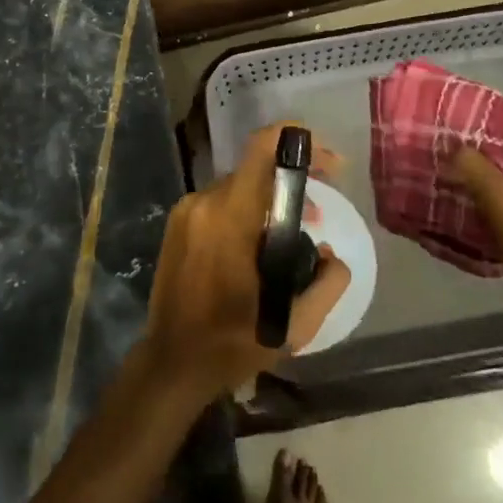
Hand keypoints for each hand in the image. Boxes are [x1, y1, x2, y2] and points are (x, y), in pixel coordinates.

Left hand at [142, 123, 352, 402]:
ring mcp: (186, 211)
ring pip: (238, 188)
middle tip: (318, 215)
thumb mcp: (293, 325)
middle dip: (292, 183)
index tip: (327, 160)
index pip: (261, 150)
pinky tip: (257, 246)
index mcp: (230, 217)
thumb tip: (332, 254)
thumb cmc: (232, 344)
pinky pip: (220, 203)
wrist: (171, 363)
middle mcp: (204, 202)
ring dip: (268, 201)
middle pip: (255, 171)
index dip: (297, 140)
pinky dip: (245, 212)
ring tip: (291, 236)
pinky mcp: (177, 224)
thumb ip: (326, 284)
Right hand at [449, 148, 502, 357]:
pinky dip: (477, 218)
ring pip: (496, 196)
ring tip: (437, 188)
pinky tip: (453, 221)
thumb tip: (453, 145)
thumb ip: (478, 170)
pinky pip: (497, 221)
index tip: (445, 136)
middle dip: (469, 166)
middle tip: (434, 162)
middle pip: (499, 169)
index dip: (477, 137)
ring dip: (471, 192)